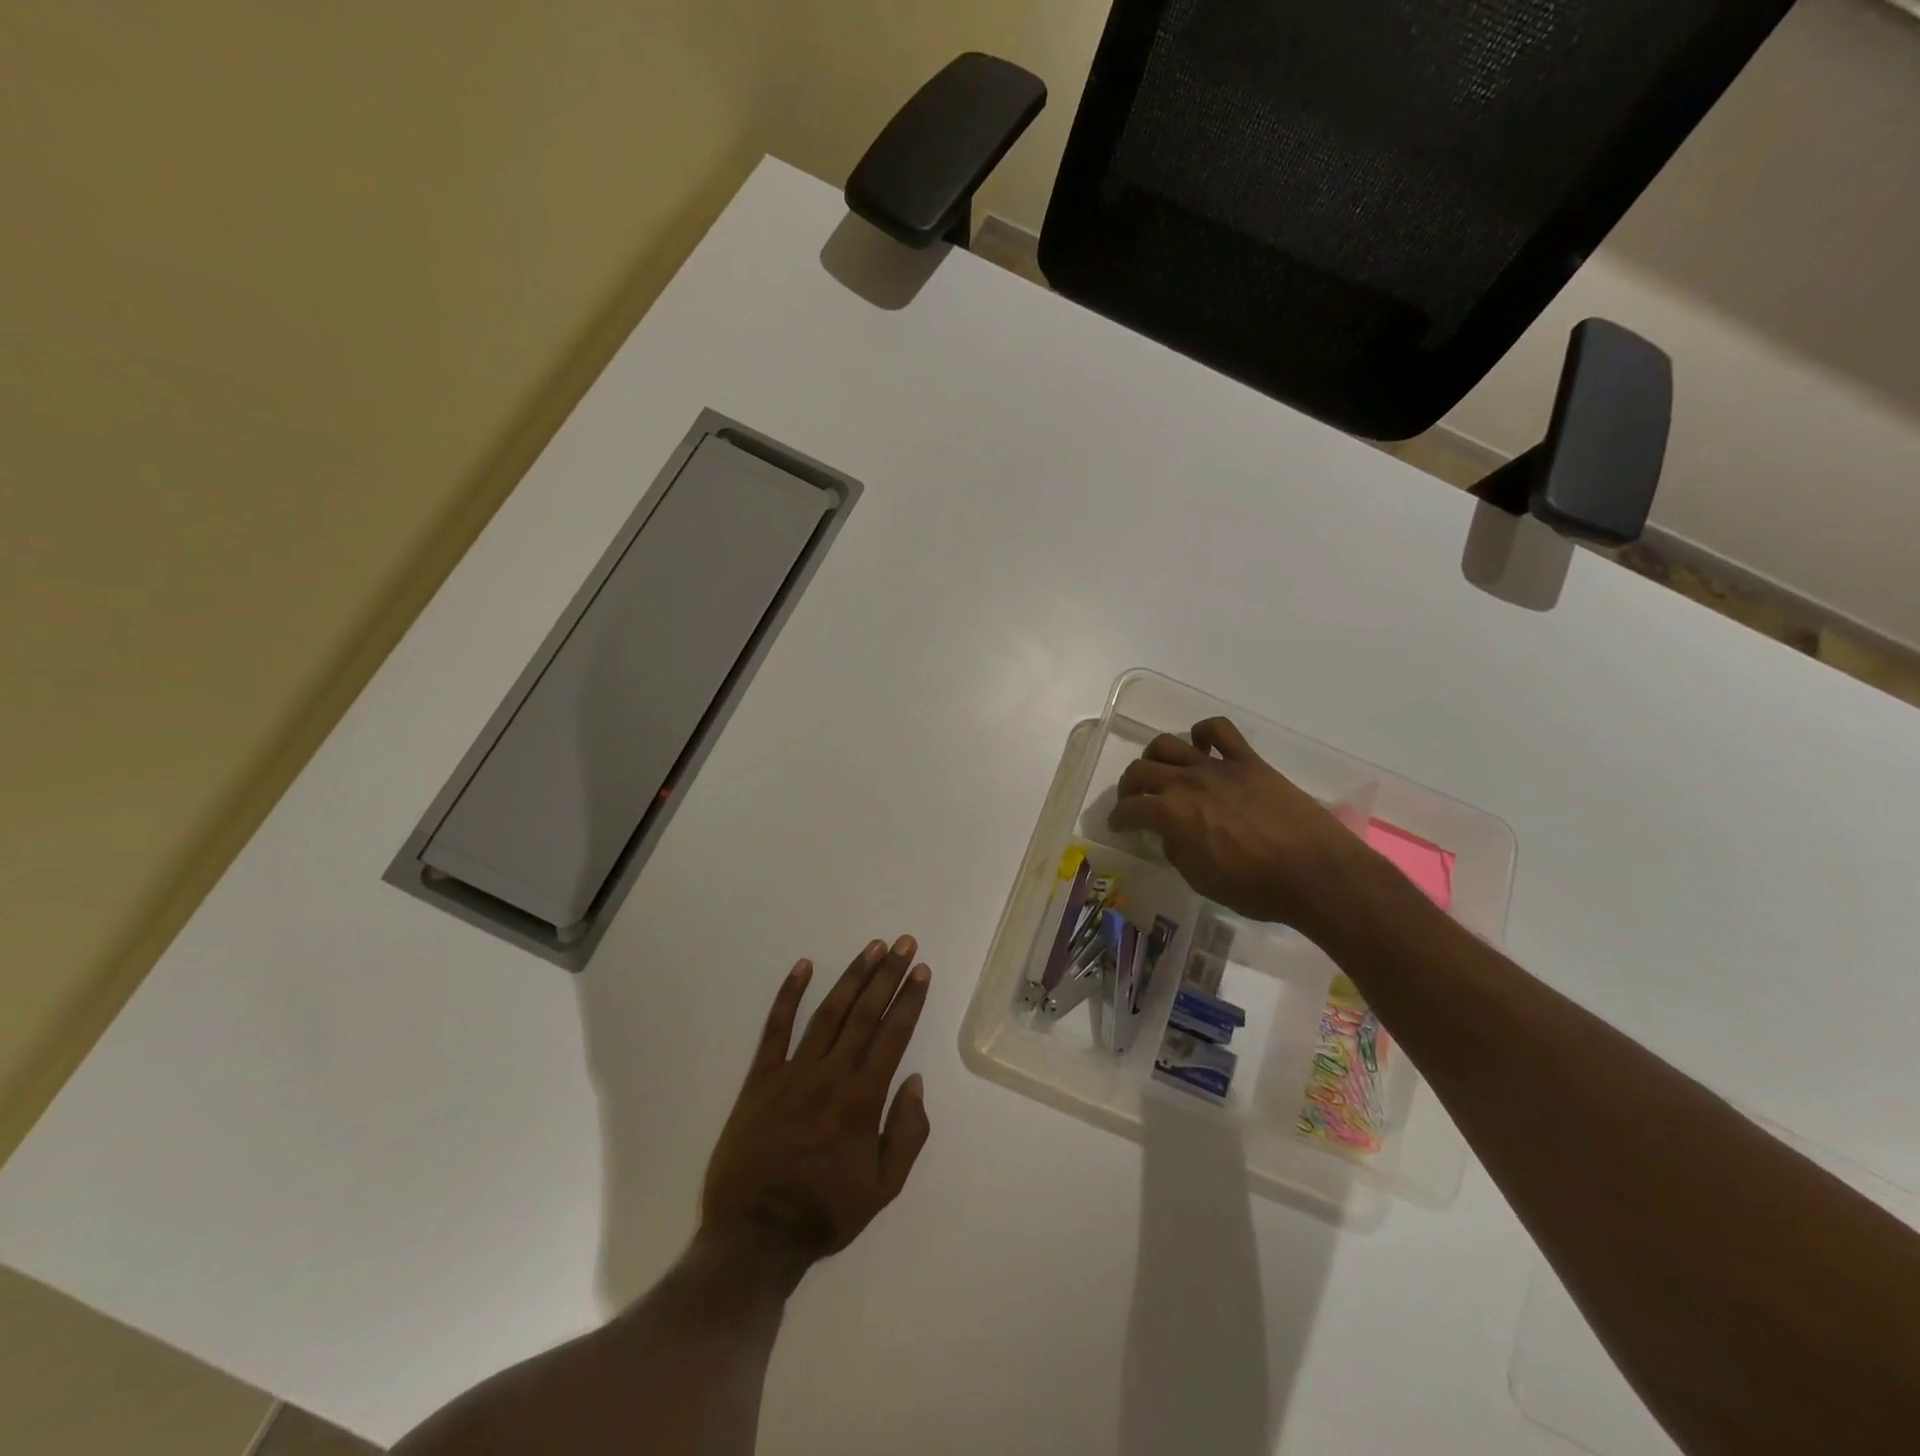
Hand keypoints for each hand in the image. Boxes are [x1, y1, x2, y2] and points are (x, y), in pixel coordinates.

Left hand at [701, 937, 931, 1277]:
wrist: (755, 1236)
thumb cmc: (824, 1212)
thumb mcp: (883, 1188)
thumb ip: (907, 1133)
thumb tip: (915, 1082)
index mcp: (863, 1100)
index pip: (893, 1036)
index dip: (909, 1000)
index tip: (921, 970)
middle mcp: (831, 1075)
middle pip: (865, 1014)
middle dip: (887, 975)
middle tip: (903, 942)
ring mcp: (793, 1072)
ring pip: (828, 1013)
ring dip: (852, 977)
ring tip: (872, 948)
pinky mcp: (761, 1078)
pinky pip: (776, 1028)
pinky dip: (789, 995)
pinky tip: (803, 966)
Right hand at [1108, 718, 1387, 942]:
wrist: (1316, 873)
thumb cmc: (1256, 888)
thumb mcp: (1201, 880)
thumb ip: (1177, 851)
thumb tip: (1170, 834)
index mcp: (1172, 814)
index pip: (1130, 809)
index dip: (1118, 818)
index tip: (1118, 825)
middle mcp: (1187, 782)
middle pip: (1141, 770)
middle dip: (1129, 786)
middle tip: (1134, 800)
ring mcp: (1218, 766)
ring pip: (1169, 743)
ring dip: (1155, 756)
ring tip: (1161, 770)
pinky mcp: (1248, 761)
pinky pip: (1219, 730)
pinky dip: (1203, 732)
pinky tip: (1201, 746)